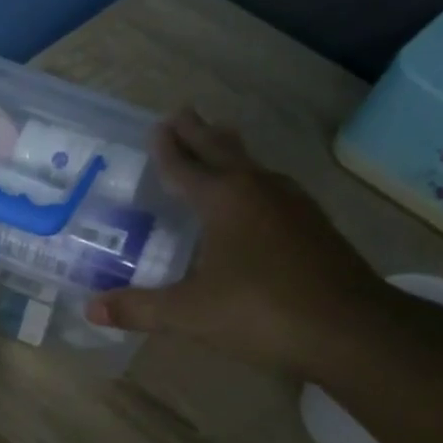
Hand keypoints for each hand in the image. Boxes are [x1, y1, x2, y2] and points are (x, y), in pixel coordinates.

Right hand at [86, 109, 390, 375]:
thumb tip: (90, 309)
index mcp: (224, 200)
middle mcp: (259, 191)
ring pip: (254, 166)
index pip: (186, 166)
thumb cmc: (261, 311)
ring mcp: (293, 206)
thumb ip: (139, 309)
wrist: (352, 330)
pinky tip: (259, 197)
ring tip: (220, 141)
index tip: (157, 125)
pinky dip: (254, 181)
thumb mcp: (189, 313)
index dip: (168, 148)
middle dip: (200, 132)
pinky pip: (274, 189)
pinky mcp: (315, 227)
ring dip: (231, 151)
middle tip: (183, 112)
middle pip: (223, 150)